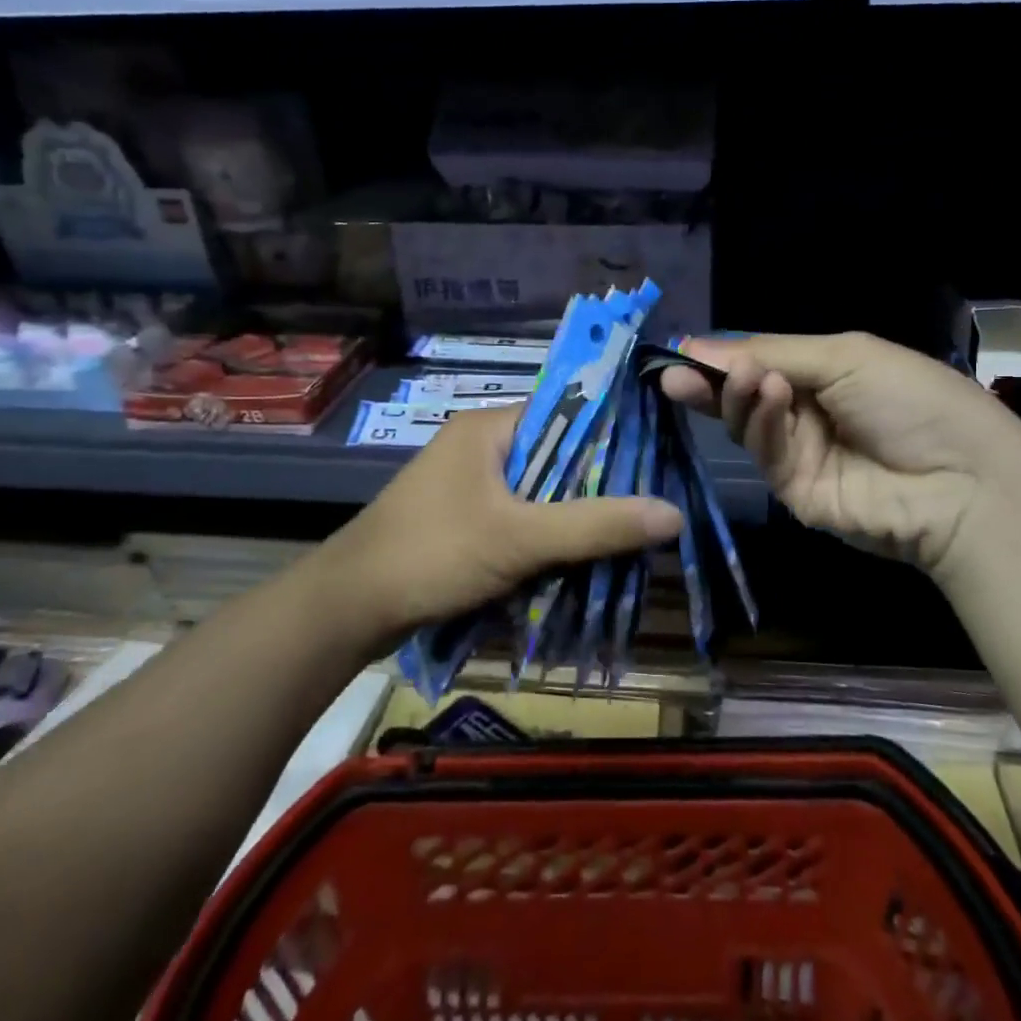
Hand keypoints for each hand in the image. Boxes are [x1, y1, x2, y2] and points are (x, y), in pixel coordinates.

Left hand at [317, 403, 682, 643]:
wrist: (347, 609)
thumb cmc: (433, 554)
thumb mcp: (520, 539)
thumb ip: (595, 526)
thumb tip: (672, 513)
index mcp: (488, 428)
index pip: (565, 411)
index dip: (610, 432)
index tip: (655, 456)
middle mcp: (478, 446)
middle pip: (555, 455)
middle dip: (596, 483)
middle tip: (647, 503)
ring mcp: (467, 485)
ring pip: (538, 491)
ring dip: (571, 514)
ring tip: (623, 532)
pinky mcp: (462, 519)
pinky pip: (518, 517)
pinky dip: (545, 535)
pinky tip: (576, 557)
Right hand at [660, 331, 1020, 577]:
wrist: (962, 480)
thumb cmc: (912, 399)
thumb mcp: (845, 356)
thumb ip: (771, 352)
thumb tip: (695, 346)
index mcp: (826, 374)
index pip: (761, 363)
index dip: (722, 358)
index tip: (680, 351)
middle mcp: (809, 413)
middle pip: (744, 396)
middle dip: (713, 382)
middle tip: (677, 373)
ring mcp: (802, 455)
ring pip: (749, 425)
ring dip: (742, 397)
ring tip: (749, 377)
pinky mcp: (796, 492)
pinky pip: (767, 454)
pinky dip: (764, 425)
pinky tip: (772, 397)